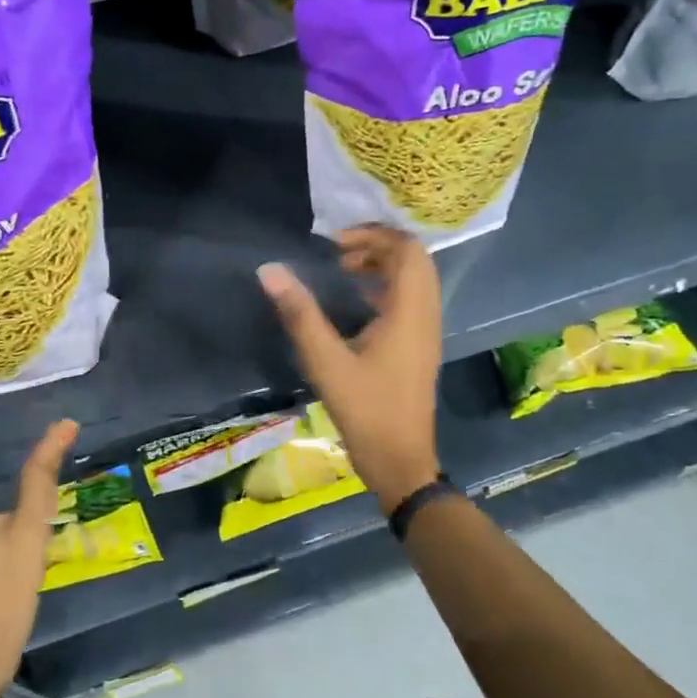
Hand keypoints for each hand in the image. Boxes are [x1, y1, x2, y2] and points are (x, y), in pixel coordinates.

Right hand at [257, 226, 442, 512]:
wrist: (400, 462)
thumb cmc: (366, 411)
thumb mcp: (326, 362)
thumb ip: (299, 314)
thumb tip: (270, 270)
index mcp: (410, 311)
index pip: (407, 250)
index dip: (373, 235)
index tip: (334, 244)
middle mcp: (425, 315)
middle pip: (413, 260)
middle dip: (376, 247)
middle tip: (337, 254)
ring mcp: (425, 332)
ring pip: (413, 281)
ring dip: (381, 267)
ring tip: (341, 272)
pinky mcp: (419, 347)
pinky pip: (409, 301)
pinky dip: (384, 289)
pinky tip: (352, 304)